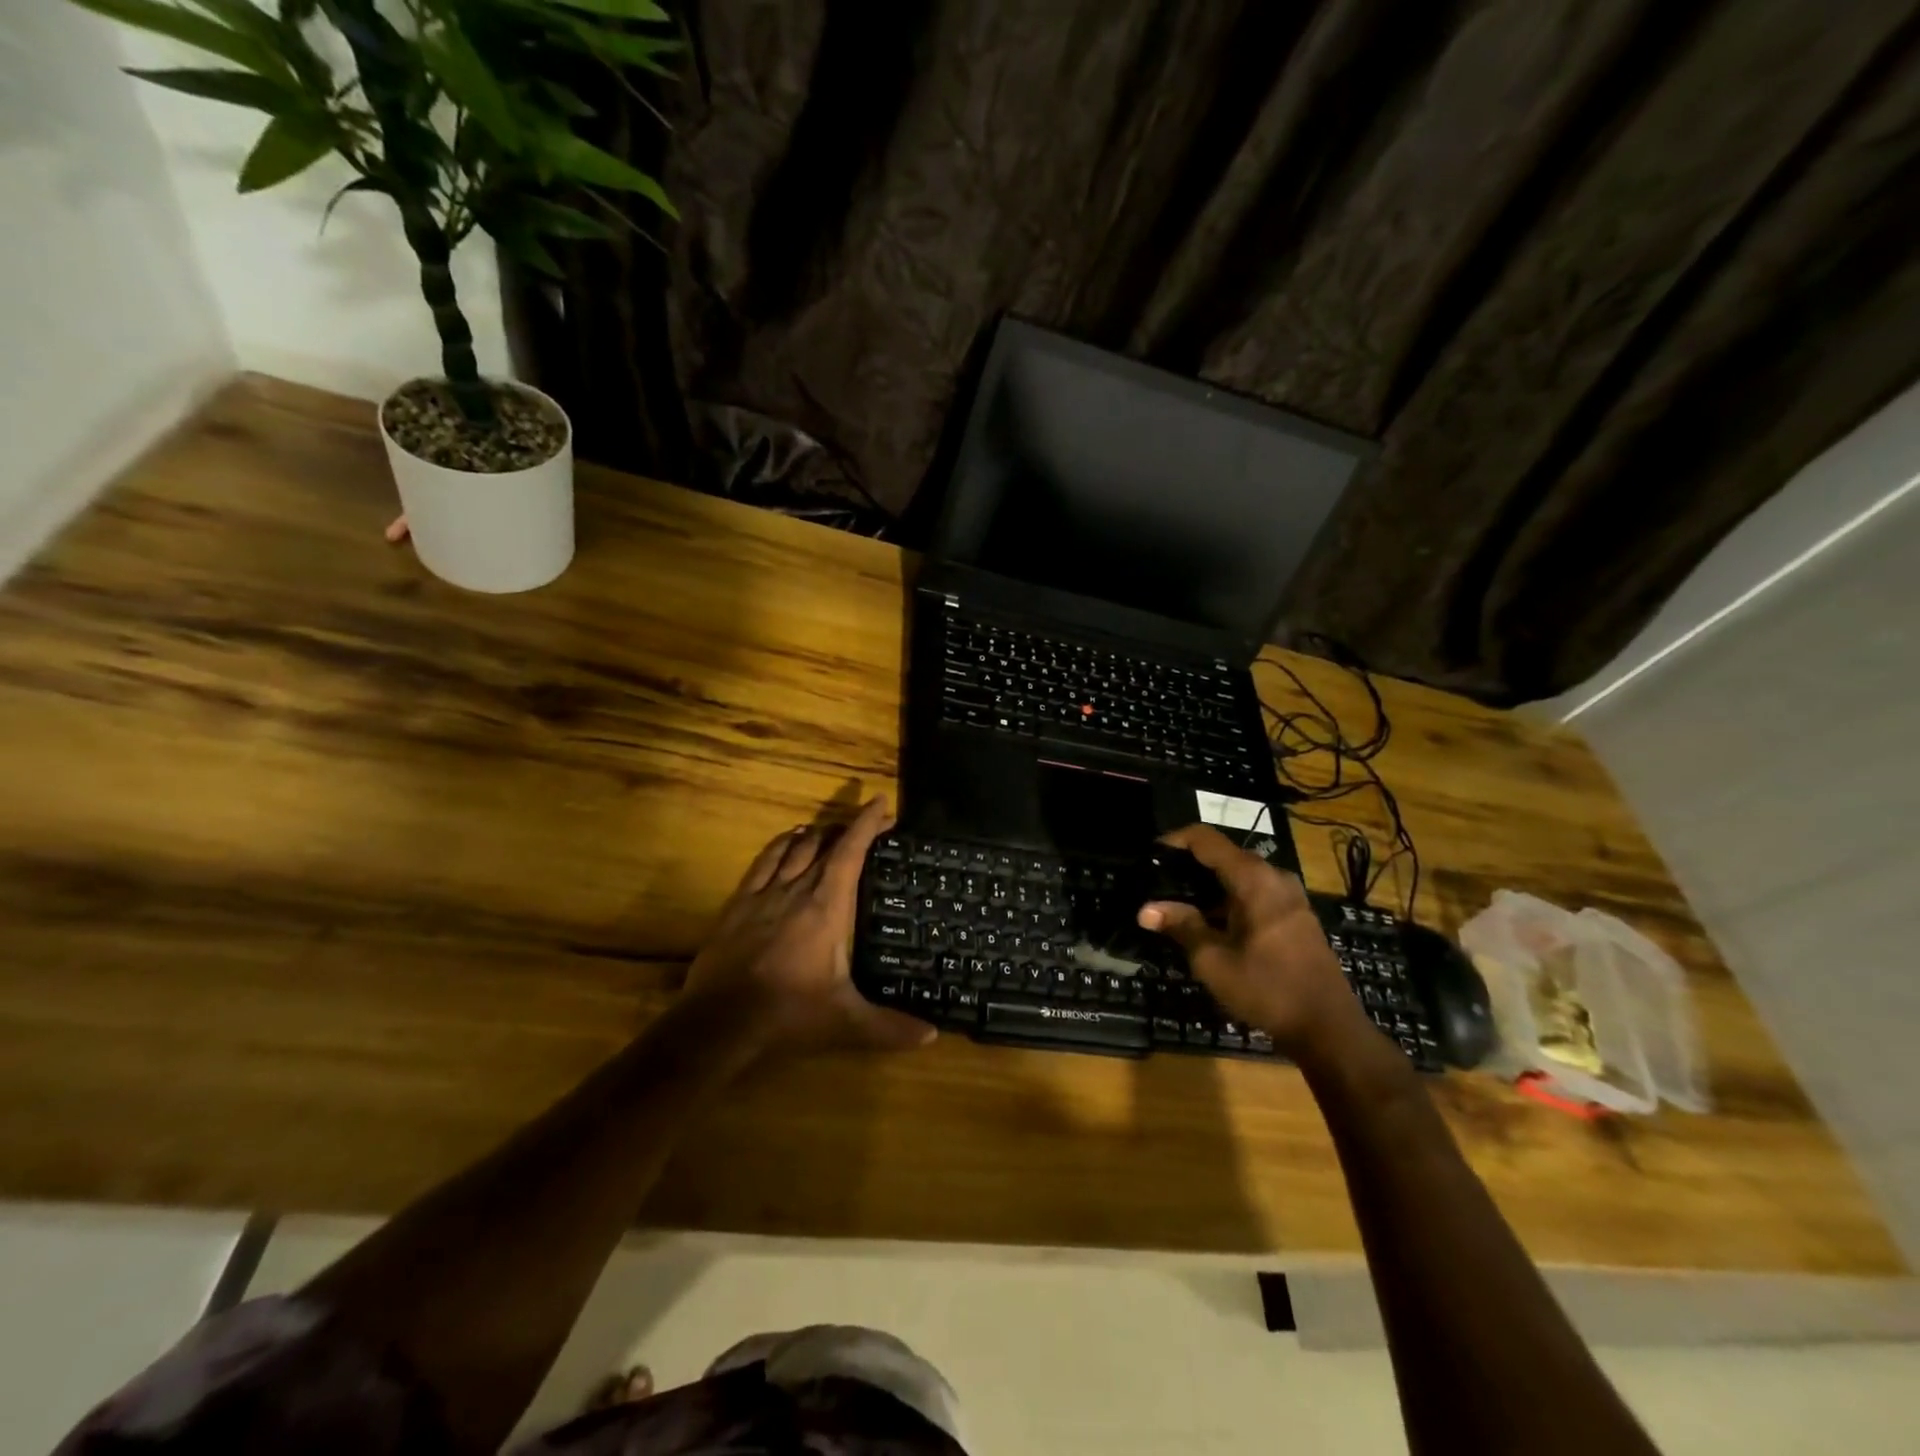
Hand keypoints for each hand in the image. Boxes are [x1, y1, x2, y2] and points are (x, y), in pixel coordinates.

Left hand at [683, 797, 934, 1055]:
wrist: (719, 1023)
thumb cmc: (789, 1015)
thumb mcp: (846, 1023)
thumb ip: (890, 1027)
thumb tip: (932, 1035)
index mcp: (827, 907)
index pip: (851, 851)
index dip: (867, 824)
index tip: (880, 804)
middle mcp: (797, 889)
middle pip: (824, 843)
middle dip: (847, 828)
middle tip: (865, 826)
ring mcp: (763, 894)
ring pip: (793, 847)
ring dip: (815, 834)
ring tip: (829, 831)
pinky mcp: (738, 904)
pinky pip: (762, 861)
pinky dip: (780, 845)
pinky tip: (786, 843)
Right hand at [1136, 825, 1365, 1056]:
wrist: (1328, 1028)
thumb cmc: (1267, 989)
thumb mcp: (1213, 960)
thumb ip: (1181, 926)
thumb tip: (1146, 909)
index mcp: (1253, 879)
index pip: (1206, 839)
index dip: (1174, 840)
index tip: (1150, 854)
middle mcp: (1274, 877)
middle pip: (1223, 855)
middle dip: (1189, 865)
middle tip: (1157, 882)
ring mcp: (1289, 896)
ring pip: (1239, 875)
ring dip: (1208, 885)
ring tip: (1177, 903)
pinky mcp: (1295, 915)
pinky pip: (1254, 892)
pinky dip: (1228, 898)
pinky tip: (1210, 922)